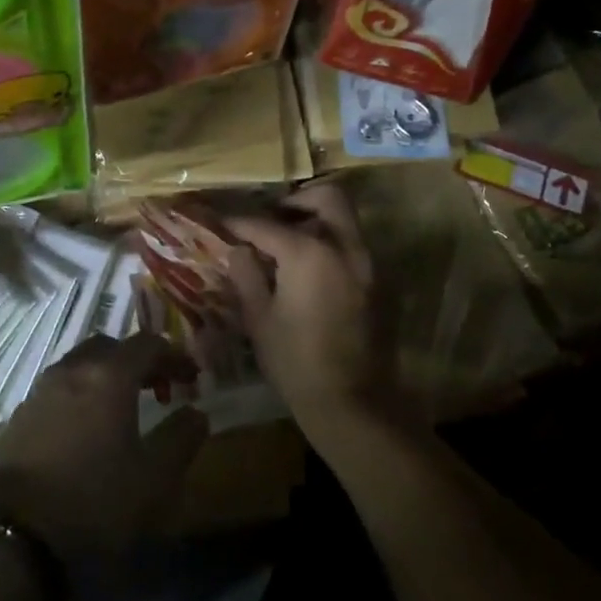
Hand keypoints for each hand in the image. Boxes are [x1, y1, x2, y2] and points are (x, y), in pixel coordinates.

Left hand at [0, 334, 208, 559]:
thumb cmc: (92, 501)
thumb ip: (181, 439)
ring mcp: (40, 391)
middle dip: (138, 360)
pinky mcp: (18, 416)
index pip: (148, 343)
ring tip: (123, 409)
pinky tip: (85, 430)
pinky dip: (81, 395)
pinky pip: (59, 389)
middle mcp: (72, 370)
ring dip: (106, 376)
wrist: (8, 536)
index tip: (192, 376)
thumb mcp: (153, 479)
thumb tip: (197, 413)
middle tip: (158, 387)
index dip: (174, 355)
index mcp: (109, 376)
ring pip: (81, 365)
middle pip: (111, 347)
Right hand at [224, 182, 392, 429]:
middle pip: (326, 197)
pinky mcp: (378, 282)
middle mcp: (345, 247)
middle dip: (296, 201)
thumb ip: (247, 275)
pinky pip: (354, 245)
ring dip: (317, 219)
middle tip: (272, 219)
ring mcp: (368, 263)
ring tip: (288, 243)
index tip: (222, 222)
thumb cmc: (296, 363)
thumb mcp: (260, 320)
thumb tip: (238, 249)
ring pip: (346, 218)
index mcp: (310, 253)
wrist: (353, 403)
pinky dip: (332, 242)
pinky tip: (309, 270)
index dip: (240, 222)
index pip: (267, 225)